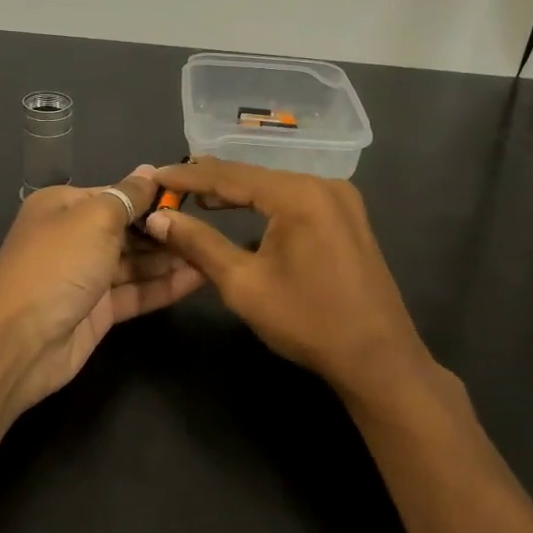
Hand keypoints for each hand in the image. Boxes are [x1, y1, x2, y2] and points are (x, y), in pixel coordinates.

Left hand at [0, 166, 205, 416]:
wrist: (20, 341)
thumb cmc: (58, 264)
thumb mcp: (95, 218)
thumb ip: (129, 195)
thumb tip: (151, 170)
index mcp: (64, 206)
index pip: (117, 194)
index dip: (153, 196)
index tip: (194, 198)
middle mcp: (74, 237)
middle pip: (128, 228)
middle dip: (165, 228)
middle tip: (210, 228)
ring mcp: (86, 277)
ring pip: (136, 262)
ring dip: (171, 258)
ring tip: (213, 251)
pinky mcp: (99, 312)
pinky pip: (137, 292)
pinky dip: (165, 285)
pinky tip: (200, 277)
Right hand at [143, 158, 432, 399]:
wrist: (377, 357)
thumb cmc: (307, 321)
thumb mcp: (243, 284)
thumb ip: (199, 244)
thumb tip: (158, 218)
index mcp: (299, 194)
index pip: (231, 175)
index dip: (189, 176)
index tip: (155, 174)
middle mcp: (324, 184)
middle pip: (255, 177)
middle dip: (212, 183)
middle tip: (171, 187)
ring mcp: (342, 200)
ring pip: (276, 188)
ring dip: (239, 194)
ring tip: (198, 198)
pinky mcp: (349, 218)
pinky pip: (297, 201)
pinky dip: (266, 206)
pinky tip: (245, 214)